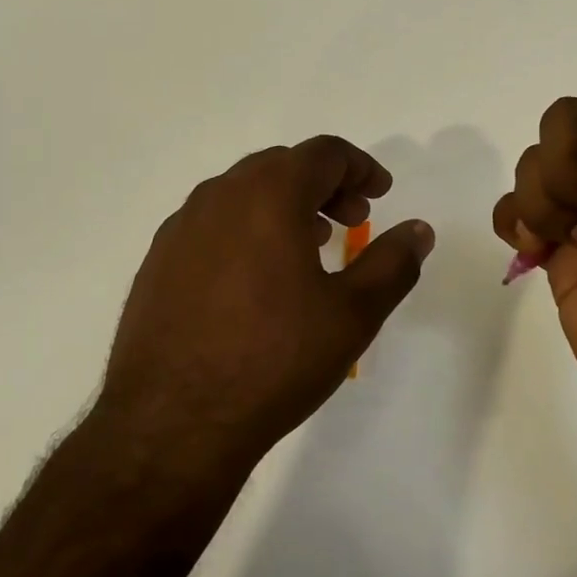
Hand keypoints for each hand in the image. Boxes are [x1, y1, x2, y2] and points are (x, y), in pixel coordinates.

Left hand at [101, 136, 434, 474]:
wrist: (173, 422)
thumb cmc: (275, 360)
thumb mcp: (352, 314)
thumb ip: (392, 263)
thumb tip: (418, 230)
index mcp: (268, 195)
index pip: (323, 153)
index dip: (360, 167)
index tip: (380, 193)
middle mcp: (219, 196)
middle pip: (281, 166)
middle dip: (324, 185)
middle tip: (352, 221)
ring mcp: (181, 228)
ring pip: (242, 194)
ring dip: (284, 206)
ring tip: (310, 247)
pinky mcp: (158, 262)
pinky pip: (212, 225)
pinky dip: (247, 230)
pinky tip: (258, 279)